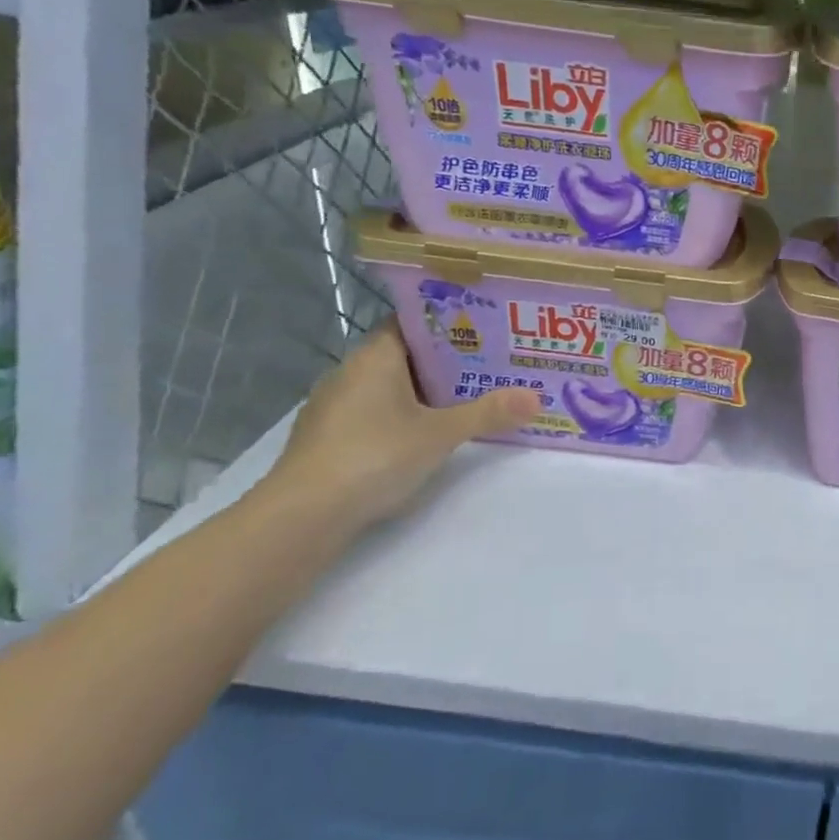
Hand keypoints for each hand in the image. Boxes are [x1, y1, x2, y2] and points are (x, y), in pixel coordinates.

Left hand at [263, 323, 538, 535]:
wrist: (302, 516)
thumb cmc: (374, 455)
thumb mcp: (441, 434)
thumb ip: (488, 413)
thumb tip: (536, 398)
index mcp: (375, 357)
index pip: (412, 324)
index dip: (448, 324)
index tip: (485, 331)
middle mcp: (350, 373)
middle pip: (405, 356)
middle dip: (445, 362)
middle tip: (490, 366)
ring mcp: (334, 408)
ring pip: (388, 388)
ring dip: (423, 393)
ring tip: (467, 400)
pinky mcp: (328, 439)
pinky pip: (373, 414)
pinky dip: (401, 417)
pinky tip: (425, 436)